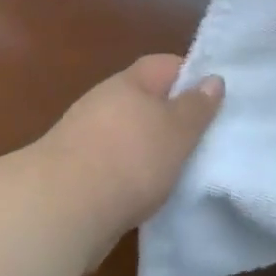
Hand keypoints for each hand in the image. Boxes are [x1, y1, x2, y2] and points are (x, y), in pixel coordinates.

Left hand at [39, 55, 223, 256]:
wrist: (61, 210)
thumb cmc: (129, 158)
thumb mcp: (177, 130)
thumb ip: (197, 106)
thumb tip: (213, 79)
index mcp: (128, 83)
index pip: (165, 64)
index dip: (191, 76)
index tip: (215, 98)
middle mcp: (104, 102)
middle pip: (146, 100)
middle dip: (172, 116)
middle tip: (204, 138)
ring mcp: (85, 137)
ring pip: (130, 134)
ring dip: (151, 148)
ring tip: (180, 170)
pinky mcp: (75, 172)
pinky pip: (114, 164)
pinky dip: (132, 174)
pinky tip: (147, 194)